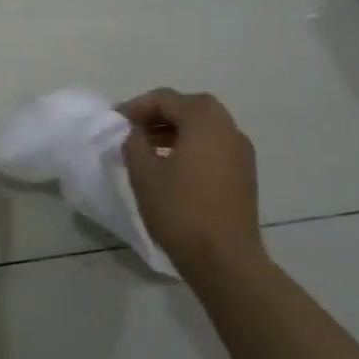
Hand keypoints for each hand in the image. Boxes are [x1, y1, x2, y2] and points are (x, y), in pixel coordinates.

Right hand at [119, 88, 261, 267]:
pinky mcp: (244, 175)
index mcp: (205, 120)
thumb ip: (134, 142)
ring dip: (174, 131)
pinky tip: (171, 168)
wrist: (225, 260)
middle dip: (158, 115)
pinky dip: (191, 147)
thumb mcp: (143, 173)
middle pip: (188, 108)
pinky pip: (213, 147)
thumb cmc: (181, 210)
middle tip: (132, 130)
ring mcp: (241, 152)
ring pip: (203, 128)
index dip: (136, 107)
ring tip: (147, 149)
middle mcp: (229, 128)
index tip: (115, 121)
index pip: (166, 99)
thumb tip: (136, 134)